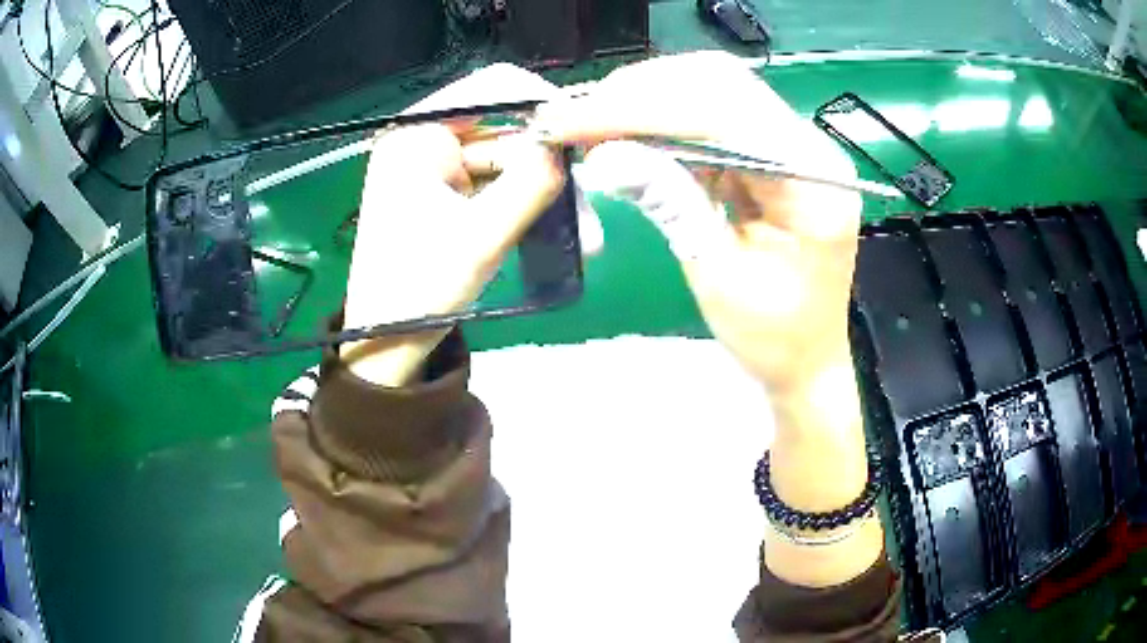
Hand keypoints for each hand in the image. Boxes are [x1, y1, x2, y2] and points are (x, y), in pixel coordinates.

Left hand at [342, 65, 566, 385]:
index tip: (583, 135)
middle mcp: (423, 140)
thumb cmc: (422, 289)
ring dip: (543, 191)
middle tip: (588, 205)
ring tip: (585, 236)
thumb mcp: (482, 236)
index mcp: (416, 136)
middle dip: (547, 165)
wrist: (388, 342)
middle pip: (504, 128)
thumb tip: (570, 143)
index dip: (542, 104)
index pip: (491, 88)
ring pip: (506, 158)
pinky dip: (524, 203)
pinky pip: (495, 182)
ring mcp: (434, 166)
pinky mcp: (443, 192)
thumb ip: (531, 182)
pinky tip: (555, 231)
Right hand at [537, 56, 878, 574]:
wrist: (805, 370)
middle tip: (563, 117)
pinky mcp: (761, 162)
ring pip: (704, 97)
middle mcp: (806, 149)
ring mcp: (785, 151)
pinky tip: (612, 138)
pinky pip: (702, 124)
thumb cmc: (776, 345)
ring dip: (638, 105)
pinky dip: (653, 124)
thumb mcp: (719, 282)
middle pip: (712, 87)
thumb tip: (611, 151)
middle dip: (631, 94)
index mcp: (814, 179)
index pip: (722, 108)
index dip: (639, 104)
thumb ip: (672, 205)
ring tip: (577, 124)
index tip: (571, 119)